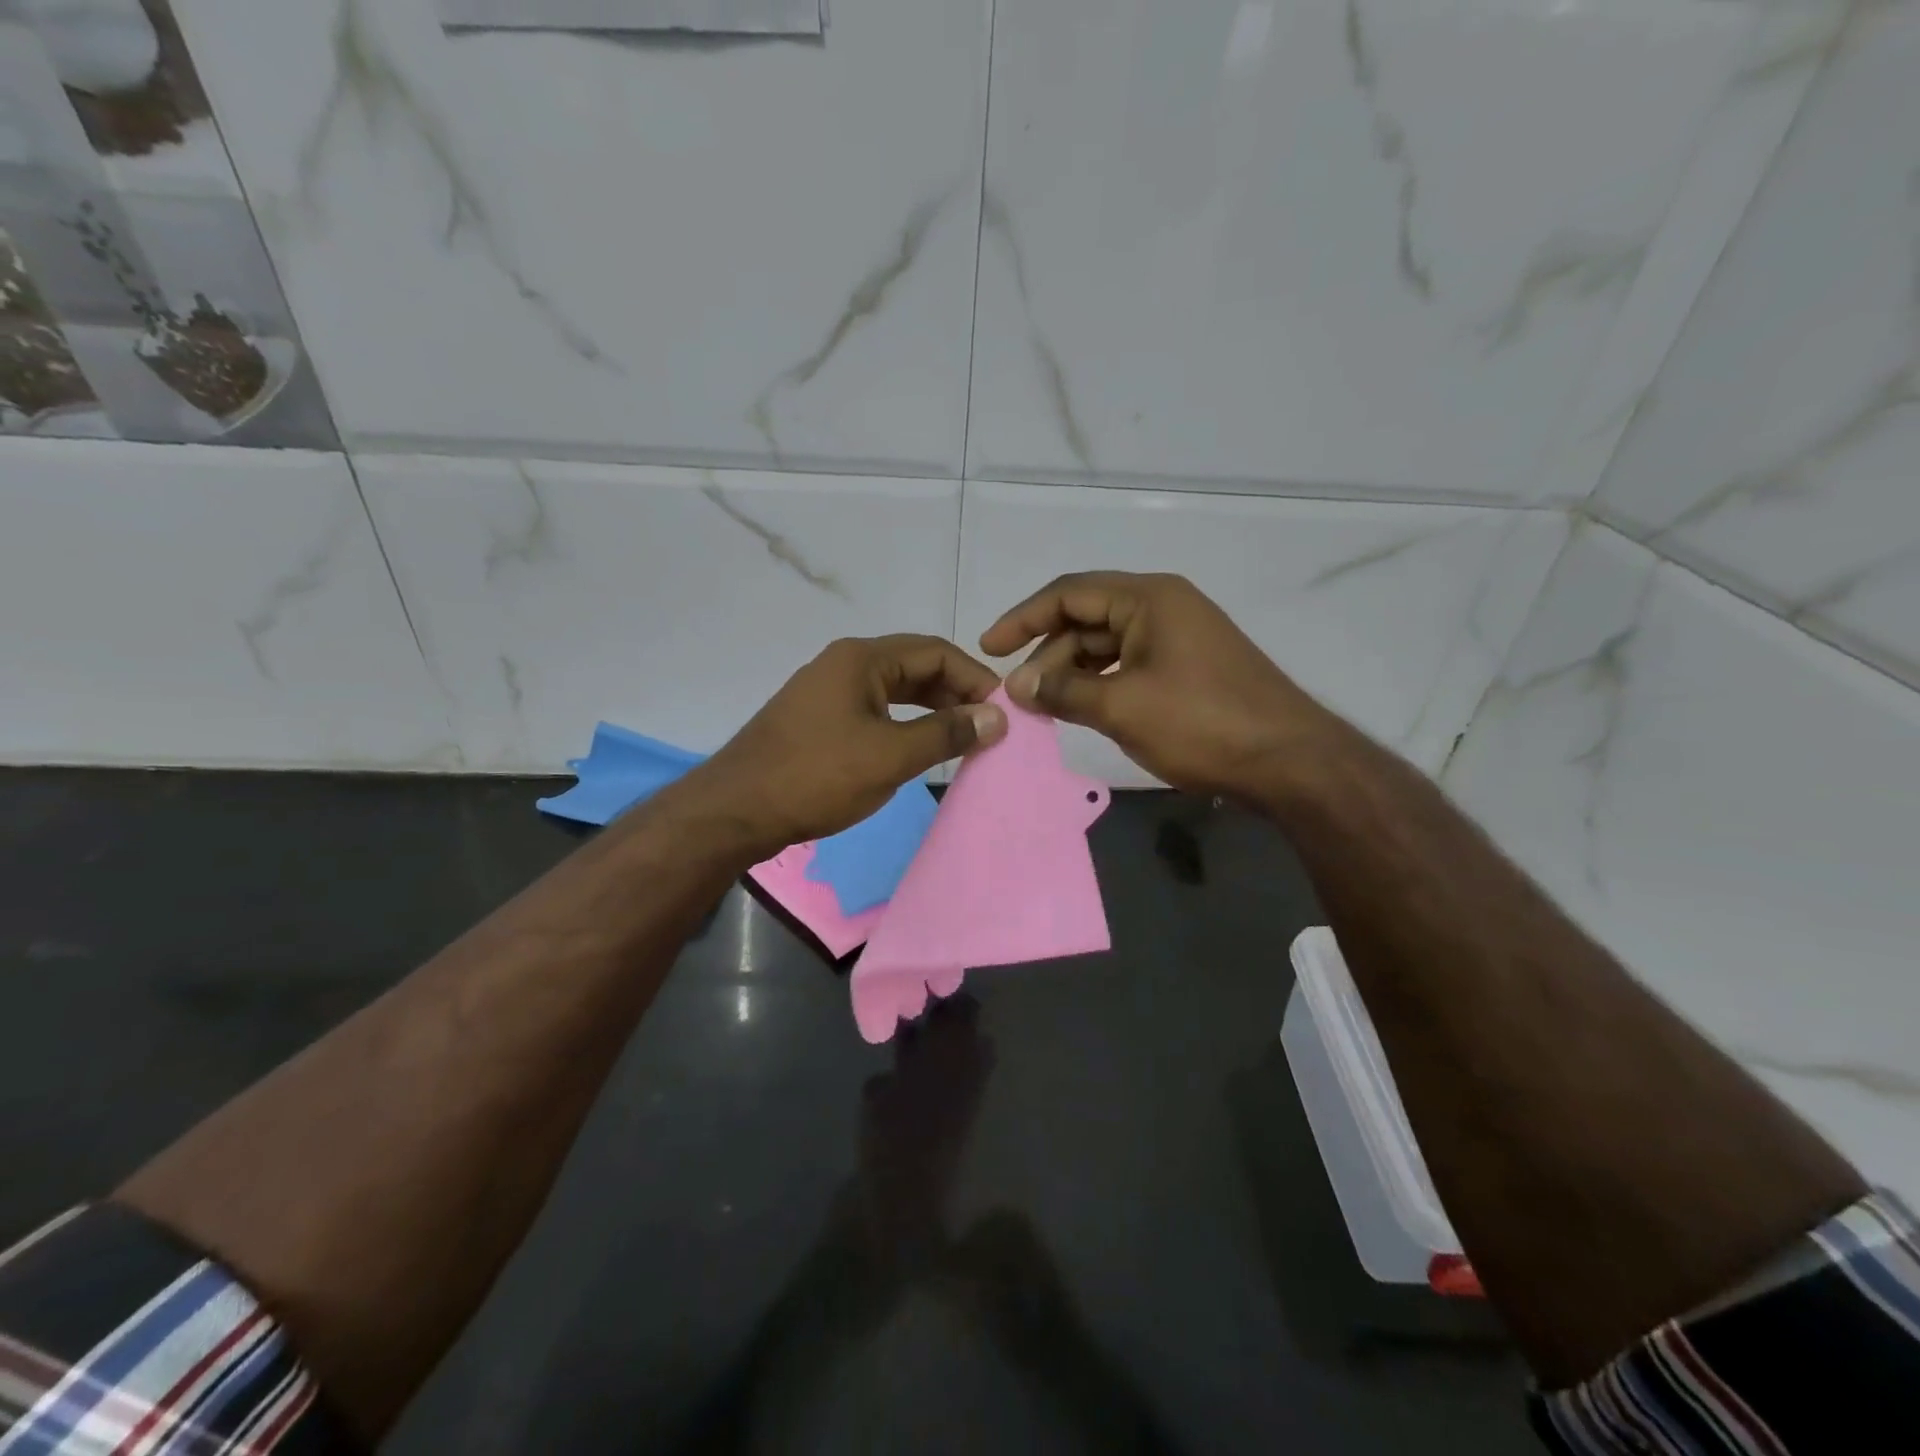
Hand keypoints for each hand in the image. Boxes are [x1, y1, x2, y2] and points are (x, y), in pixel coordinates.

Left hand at [685, 635, 1005, 855]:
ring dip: (931, 709)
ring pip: (895, 690)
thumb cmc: (817, 776)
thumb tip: (997, 717)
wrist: (737, 810)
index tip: (1003, 709)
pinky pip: (875, 709)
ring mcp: (828, 691)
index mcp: (862, 659)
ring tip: (963, 737)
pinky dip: (904, 723)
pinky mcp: (819, 719)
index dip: (975, 677)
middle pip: (915, 666)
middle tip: (988, 725)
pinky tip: (919, 746)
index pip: (935, 652)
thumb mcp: (891, 755)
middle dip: (955, 692)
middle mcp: (845, 664)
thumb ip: (946, 733)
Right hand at [980, 572, 1338, 798]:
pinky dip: (1100, 684)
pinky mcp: (1188, 668)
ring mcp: (1179, 637)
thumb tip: (1016, 686)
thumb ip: (1063, 691)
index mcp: (1148, 598)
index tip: (988, 647)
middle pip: (1086, 619)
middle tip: (1018, 695)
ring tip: (1043, 707)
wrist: (1291, 762)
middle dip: (1047, 655)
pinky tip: (1081, 709)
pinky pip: (1128, 665)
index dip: (1023, 618)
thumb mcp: (1123, 707)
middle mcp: (1163, 607)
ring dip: (1071, 673)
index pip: (1069, 593)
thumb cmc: (1203, 723)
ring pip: (1106, 645)